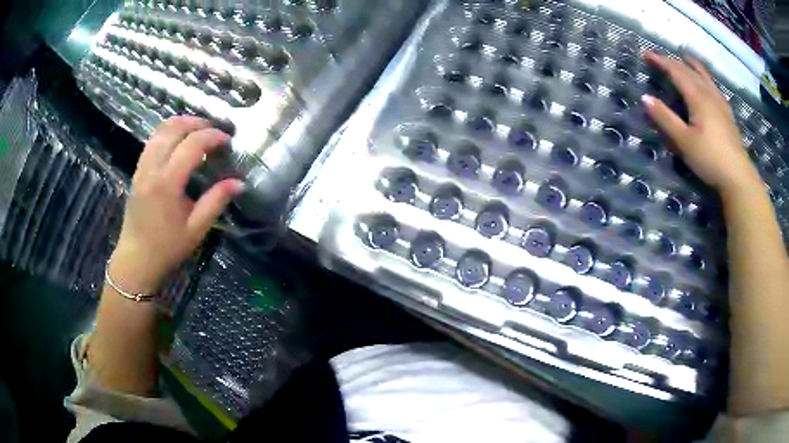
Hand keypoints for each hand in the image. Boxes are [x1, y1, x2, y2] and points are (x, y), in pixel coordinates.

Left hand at [111, 116, 243, 292]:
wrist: (136, 260)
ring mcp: (142, 167)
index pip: (192, 144)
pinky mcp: (137, 171)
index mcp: (167, 183)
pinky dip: (168, 133)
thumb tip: (239, 183)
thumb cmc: (167, 248)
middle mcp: (152, 168)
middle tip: (214, 131)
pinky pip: (153, 141)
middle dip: (197, 123)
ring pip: (160, 130)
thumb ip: (216, 201)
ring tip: (198, 131)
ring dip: (181, 124)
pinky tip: (178, 142)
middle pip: (174, 128)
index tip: (227, 141)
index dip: (212, 136)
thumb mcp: (196, 229)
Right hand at [642, 52, 762, 194]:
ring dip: (693, 65)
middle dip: (673, 61)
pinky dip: (706, 78)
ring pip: (705, 76)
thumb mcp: (684, 142)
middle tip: (660, 58)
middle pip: (690, 70)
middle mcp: (709, 94)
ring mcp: (720, 103)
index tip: (646, 54)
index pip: (676, 71)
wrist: (738, 178)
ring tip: (686, 57)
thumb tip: (645, 98)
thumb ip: (665, 119)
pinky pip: (714, 87)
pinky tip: (708, 83)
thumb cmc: (710, 159)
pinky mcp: (728, 114)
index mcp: (697, 97)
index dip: (660, 61)